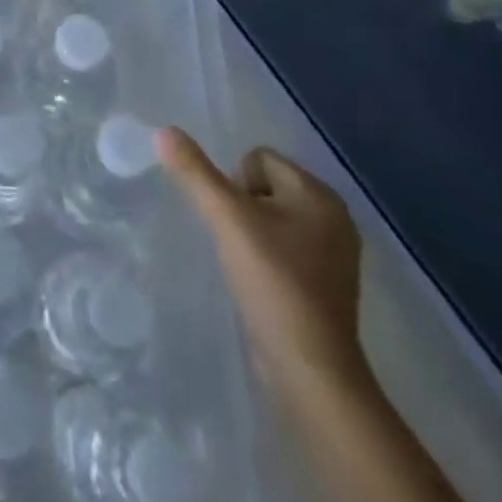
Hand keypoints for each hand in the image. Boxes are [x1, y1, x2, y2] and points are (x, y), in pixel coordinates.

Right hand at [160, 130, 367, 395]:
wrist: (311, 369)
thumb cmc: (273, 282)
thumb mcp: (227, 219)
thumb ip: (195, 172)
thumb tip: (165, 131)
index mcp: (319, 194)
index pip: (259, 158)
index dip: (234, 182)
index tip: (231, 221)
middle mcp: (335, 217)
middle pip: (266, 185)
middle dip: (242, 206)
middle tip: (235, 241)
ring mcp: (335, 253)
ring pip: (273, 217)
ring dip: (252, 232)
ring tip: (244, 262)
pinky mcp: (327, 284)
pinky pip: (286, 247)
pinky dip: (268, 257)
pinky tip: (258, 281)